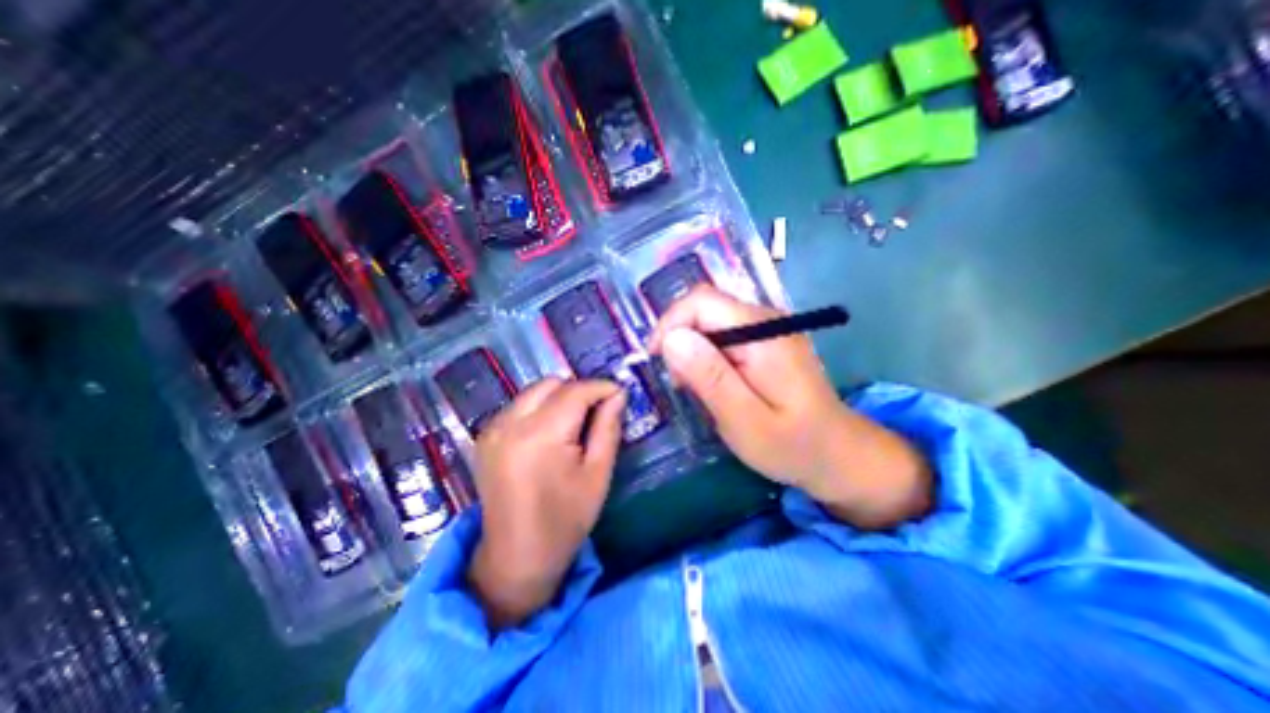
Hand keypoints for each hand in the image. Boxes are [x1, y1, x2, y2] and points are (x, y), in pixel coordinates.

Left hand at [466, 377, 623, 625]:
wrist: (515, 559)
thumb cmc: (565, 521)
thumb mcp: (597, 475)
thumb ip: (608, 428)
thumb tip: (618, 394)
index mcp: (540, 436)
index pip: (575, 391)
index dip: (601, 387)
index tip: (619, 393)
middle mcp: (510, 424)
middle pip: (552, 383)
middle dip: (579, 390)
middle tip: (597, 411)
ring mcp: (492, 429)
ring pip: (534, 391)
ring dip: (559, 397)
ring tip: (575, 423)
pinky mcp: (485, 436)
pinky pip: (519, 405)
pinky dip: (540, 408)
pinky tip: (550, 433)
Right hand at [649, 284, 929, 528]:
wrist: (837, 454)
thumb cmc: (792, 445)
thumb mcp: (744, 419)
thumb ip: (709, 377)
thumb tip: (671, 338)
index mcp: (763, 332)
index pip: (702, 301)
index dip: (670, 323)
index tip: (656, 360)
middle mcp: (766, 319)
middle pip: (704, 308)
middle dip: (680, 341)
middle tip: (681, 384)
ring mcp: (767, 328)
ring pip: (710, 322)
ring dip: (692, 351)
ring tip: (697, 390)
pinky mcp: (764, 341)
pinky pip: (722, 335)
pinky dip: (706, 357)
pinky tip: (713, 384)